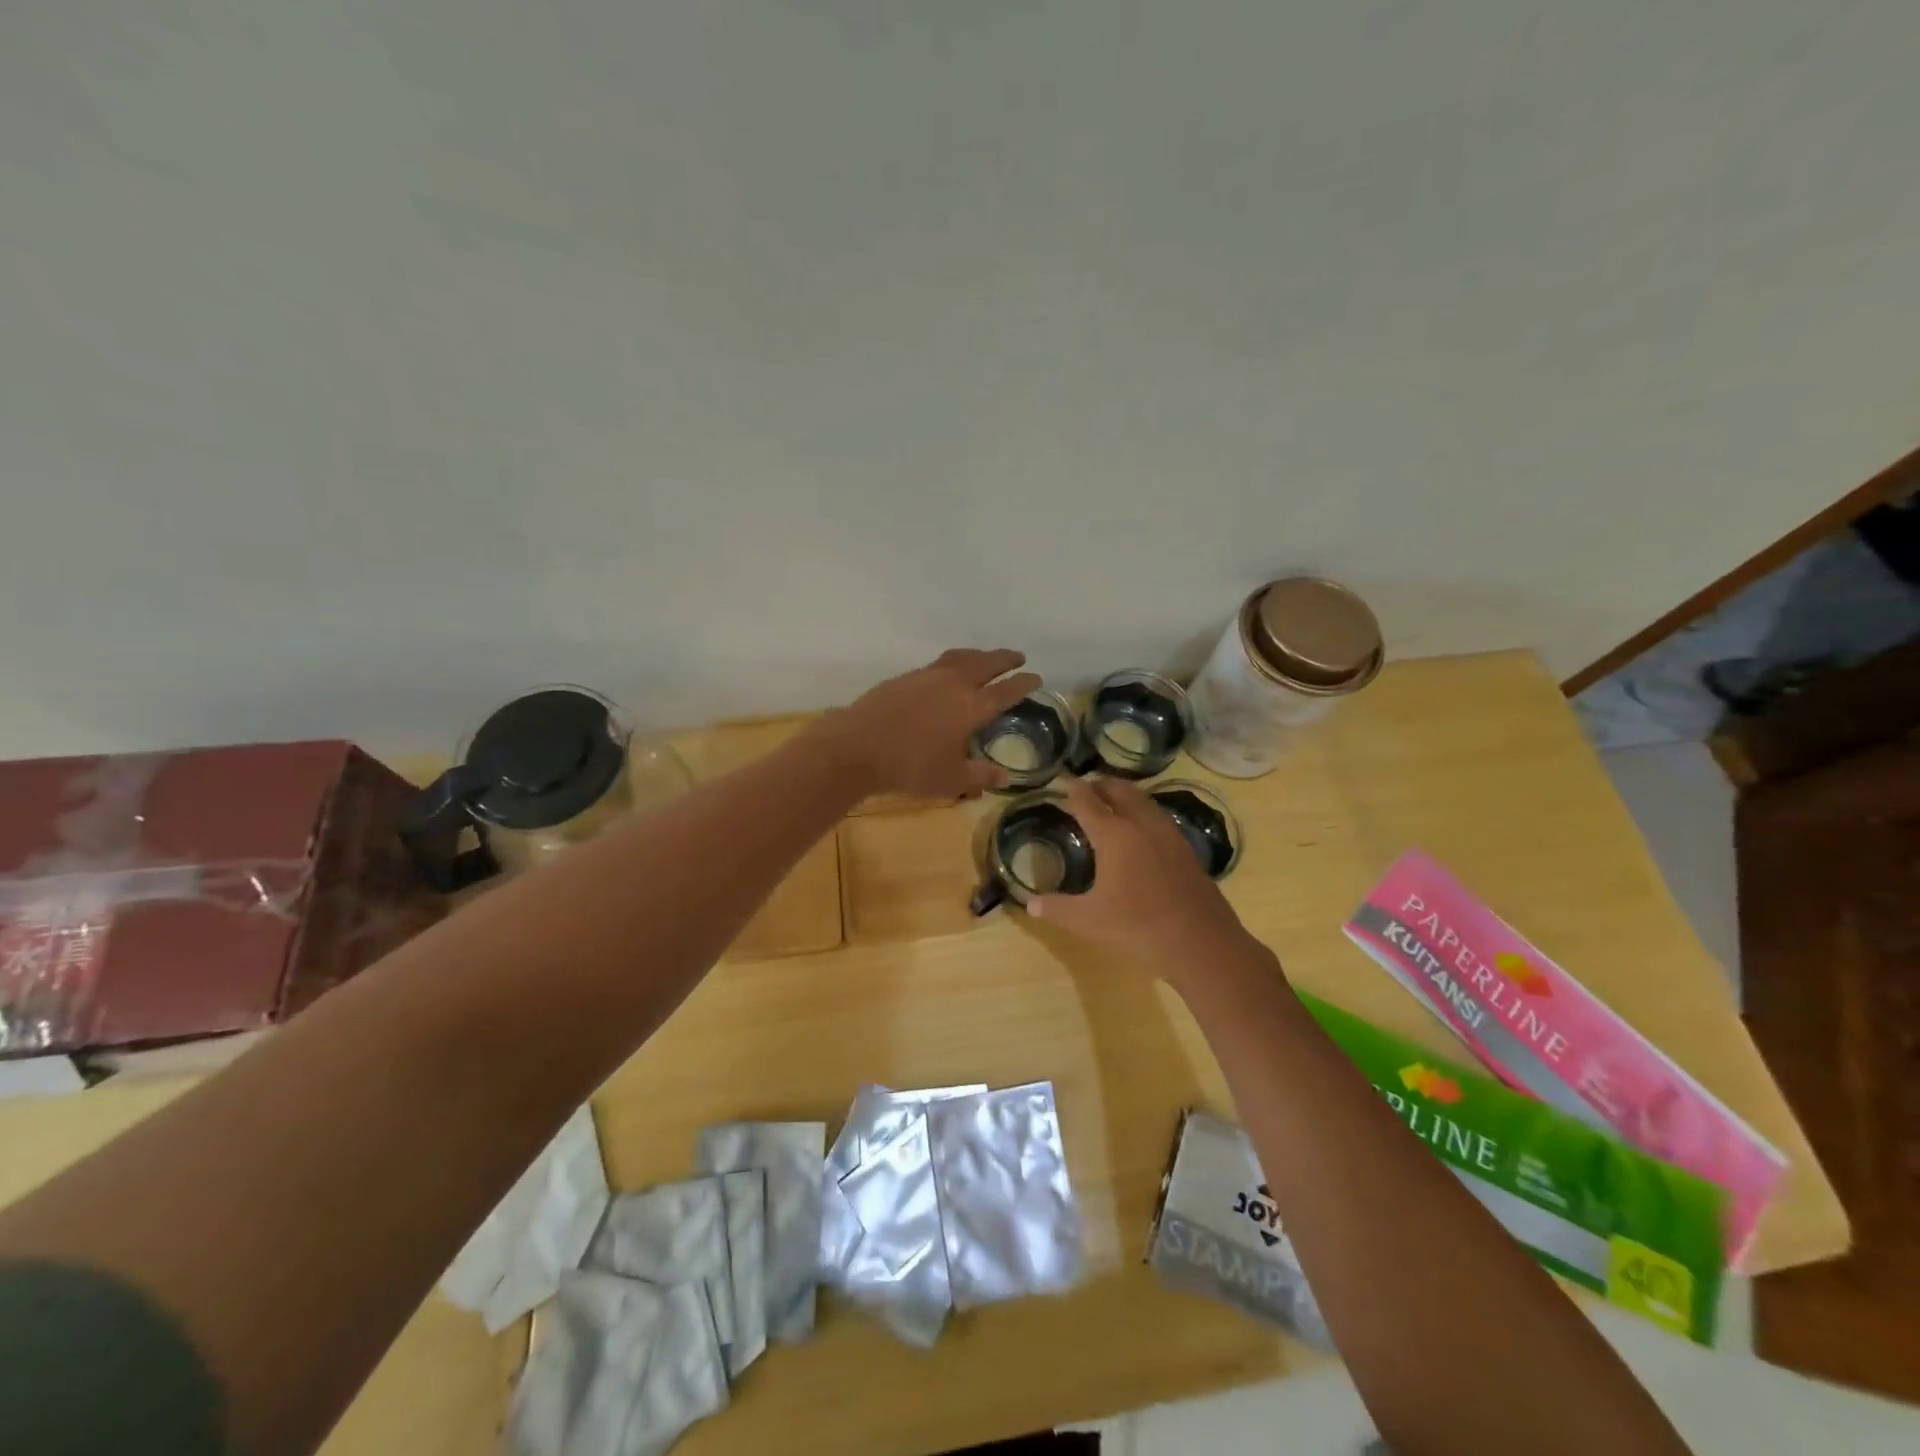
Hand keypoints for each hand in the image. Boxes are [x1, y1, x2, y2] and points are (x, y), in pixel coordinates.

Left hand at [829, 648, 1041, 799]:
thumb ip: (980, 776)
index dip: (1024, 683)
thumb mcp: (951, 780)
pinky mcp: (905, 678)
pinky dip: (953, 663)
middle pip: (986, 663)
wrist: (857, 747)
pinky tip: (947, 674)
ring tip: (986, 658)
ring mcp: (927, 676)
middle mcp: (953, 684)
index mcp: (972, 707)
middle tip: (1018, 657)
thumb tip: (1004, 775)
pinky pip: (938, 664)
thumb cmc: (910, 767)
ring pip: (961, 658)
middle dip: (1005, 658)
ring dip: (979, 655)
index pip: (1006, 690)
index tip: (1036, 676)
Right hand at [1028, 776, 1250, 979]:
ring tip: (1110, 801)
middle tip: (1084, 787)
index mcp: (1114, 835)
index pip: (1088, 802)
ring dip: (1124, 794)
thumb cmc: (1139, 927)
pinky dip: (1142, 811)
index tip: (1061, 780)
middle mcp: (1141, 825)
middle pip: (1119, 791)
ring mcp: (1168, 835)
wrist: (1201, 942)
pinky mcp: (1185, 849)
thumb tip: (1030, 904)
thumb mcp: (1089, 921)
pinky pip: (1158, 817)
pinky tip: (1140, 830)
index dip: (1072, 789)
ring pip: (1143, 800)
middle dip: (1100, 784)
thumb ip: (1057, 909)